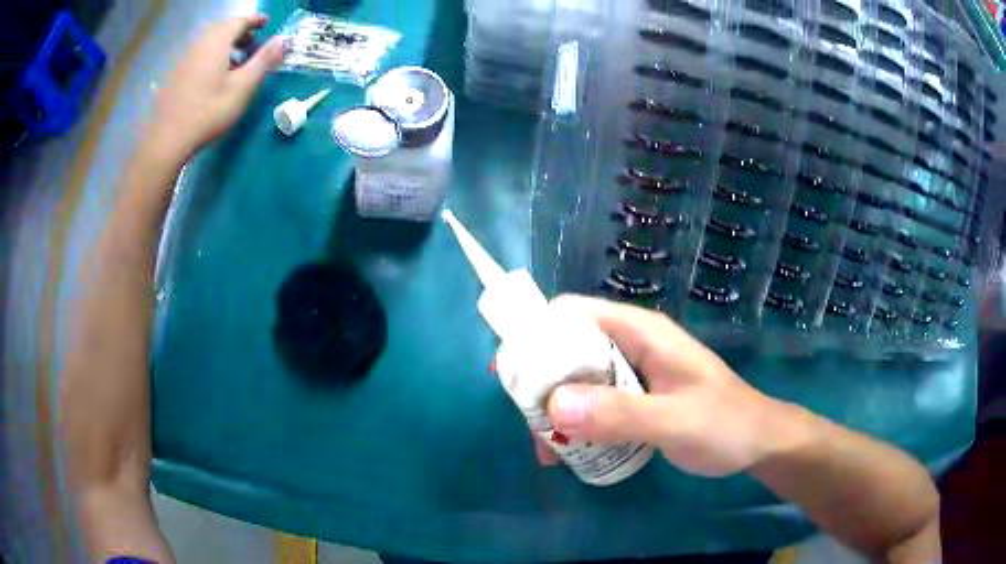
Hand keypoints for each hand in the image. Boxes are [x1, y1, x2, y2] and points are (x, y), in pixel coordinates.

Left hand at [146, 14, 284, 162]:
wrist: (166, 141)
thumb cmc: (208, 112)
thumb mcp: (242, 87)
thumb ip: (264, 60)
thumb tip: (283, 40)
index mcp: (217, 42)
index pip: (239, 21)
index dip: (254, 20)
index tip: (266, 22)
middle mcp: (198, 44)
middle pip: (222, 29)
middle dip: (239, 31)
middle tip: (253, 42)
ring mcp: (183, 60)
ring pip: (208, 42)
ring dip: (224, 44)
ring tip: (235, 60)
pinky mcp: (174, 76)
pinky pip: (197, 55)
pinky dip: (210, 55)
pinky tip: (214, 75)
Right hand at [533, 296, 781, 477]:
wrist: (757, 442)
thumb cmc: (724, 425)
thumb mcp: (674, 421)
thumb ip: (619, 414)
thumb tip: (552, 406)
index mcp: (640, 332)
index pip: (573, 313)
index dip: (536, 334)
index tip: (510, 373)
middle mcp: (631, 345)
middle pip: (567, 348)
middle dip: (542, 384)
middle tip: (533, 426)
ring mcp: (632, 372)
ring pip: (576, 379)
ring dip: (556, 410)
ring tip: (549, 452)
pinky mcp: (634, 397)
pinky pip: (592, 402)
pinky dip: (575, 423)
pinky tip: (570, 453)